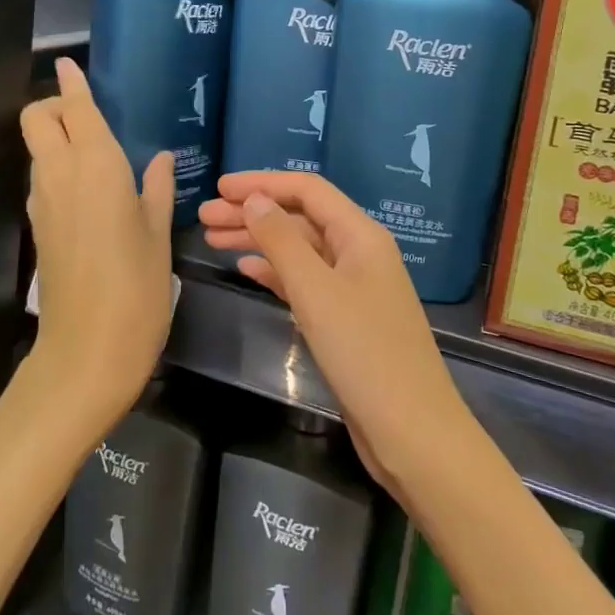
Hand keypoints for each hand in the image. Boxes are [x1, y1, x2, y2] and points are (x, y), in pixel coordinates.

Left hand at [20, 58, 175, 431]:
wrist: (88, 351)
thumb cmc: (137, 287)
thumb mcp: (158, 235)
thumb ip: (157, 189)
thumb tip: (160, 159)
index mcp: (96, 166)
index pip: (75, 109)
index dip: (72, 84)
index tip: (71, 64)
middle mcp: (61, 175)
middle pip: (38, 119)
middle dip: (57, 107)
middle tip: (92, 119)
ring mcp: (43, 202)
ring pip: (38, 150)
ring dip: (57, 138)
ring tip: (98, 154)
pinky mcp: (38, 228)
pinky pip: (43, 180)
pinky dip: (57, 168)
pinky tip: (91, 191)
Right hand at [199, 171, 471, 498]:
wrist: (410, 431)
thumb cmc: (364, 352)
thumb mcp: (316, 291)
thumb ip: (282, 240)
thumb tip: (254, 199)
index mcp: (361, 235)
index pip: (308, 190)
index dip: (262, 183)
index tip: (219, 186)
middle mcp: (359, 252)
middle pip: (300, 218)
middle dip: (253, 212)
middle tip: (204, 217)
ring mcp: (353, 287)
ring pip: (299, 250)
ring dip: (258, 240)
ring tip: (213, 239)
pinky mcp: (345, 318)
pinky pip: (304, 281)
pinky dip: (275, 271)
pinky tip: (246, 268)